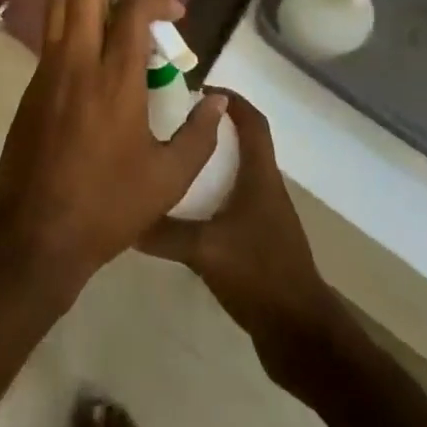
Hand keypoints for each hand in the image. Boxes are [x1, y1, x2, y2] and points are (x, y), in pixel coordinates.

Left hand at [0, 0, 225, 298]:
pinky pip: (52, 22)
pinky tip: (94, 25)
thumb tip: (217, 100)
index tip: (176, 12)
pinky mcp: (34, 78)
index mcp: (115, 80)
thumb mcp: (168, 180)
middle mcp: (78, 60)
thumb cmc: (107, 207)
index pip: (134, 9)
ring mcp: (49, 66)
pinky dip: (72, 4)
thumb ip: (200, 136)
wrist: (36, 234)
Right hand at [139, 92, 338, 365]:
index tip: (198, 90)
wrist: (301, 336)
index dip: (230, 100)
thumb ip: (165, 232)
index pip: (251, 121)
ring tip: (175, 163)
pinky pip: (234, 206)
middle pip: (243, 144)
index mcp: (260, 176)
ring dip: (212, 165)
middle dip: (213, 130)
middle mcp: (266, 188)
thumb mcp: (205, 250)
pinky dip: (213, 198)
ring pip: (238, 176)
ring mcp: (266, 217)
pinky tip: (187, 214)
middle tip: (176, 124)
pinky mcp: (261, 244)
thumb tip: (126, 216)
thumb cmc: (259, 274)